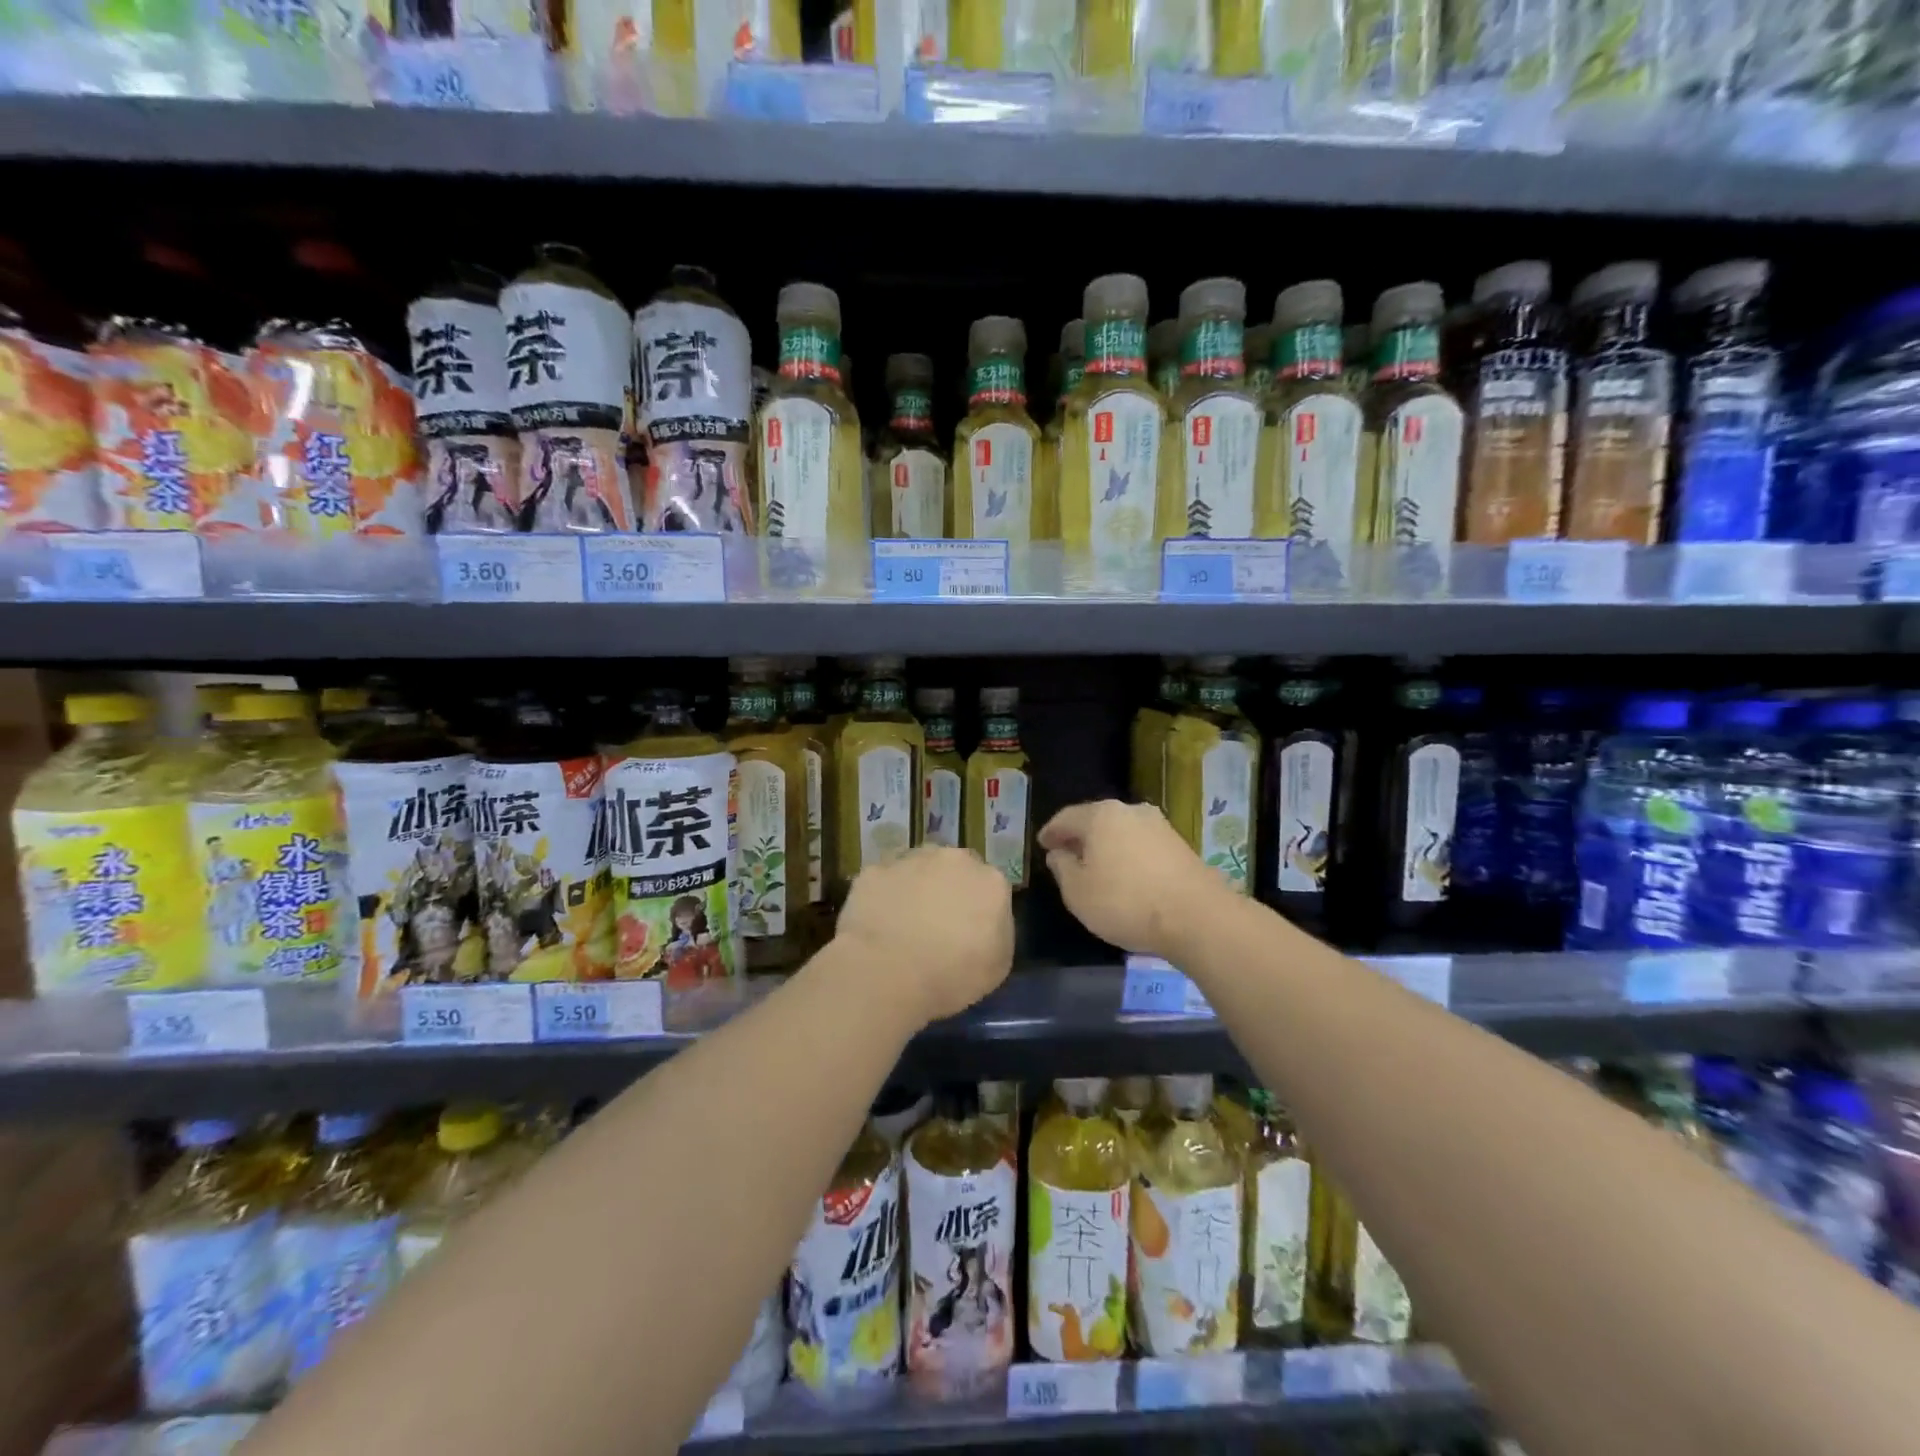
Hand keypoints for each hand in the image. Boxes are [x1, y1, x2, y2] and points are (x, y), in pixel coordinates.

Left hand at [835, 847, 1014, 1026]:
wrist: (888, 974)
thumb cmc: (952, 977)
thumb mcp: (998, 965)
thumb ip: (997, 929)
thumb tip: (984, 919)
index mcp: (990, 881)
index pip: (989, 885)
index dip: (978, 907)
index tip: (968, 929)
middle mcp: (953, 859)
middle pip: (955, 867)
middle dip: (948, 887)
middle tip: (936, 922)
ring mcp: (911, 859)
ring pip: (917, 866)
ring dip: (915, 885)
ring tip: (903, 921)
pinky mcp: (875, 870)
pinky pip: (883, 879)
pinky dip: (883, 894)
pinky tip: (877, 921)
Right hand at [1040, 800, 1226, 958]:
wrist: (1196, 916)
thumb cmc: (1125, 902)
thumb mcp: (1077, 892)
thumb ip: (1062, 868)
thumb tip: (1060, 853)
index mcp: (1100, 815)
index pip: (1066, 817)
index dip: (1051, 831)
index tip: (1042, 844)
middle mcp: (1130, 810)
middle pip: (1096, 820)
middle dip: (1080, 836)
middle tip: (1066, 853)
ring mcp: (1159, 825)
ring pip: (1121, 831)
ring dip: (1106, 846)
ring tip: (1096, 866)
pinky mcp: (1179, 845)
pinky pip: (1141, 845)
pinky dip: (1127, 855)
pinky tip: (1125, 874)